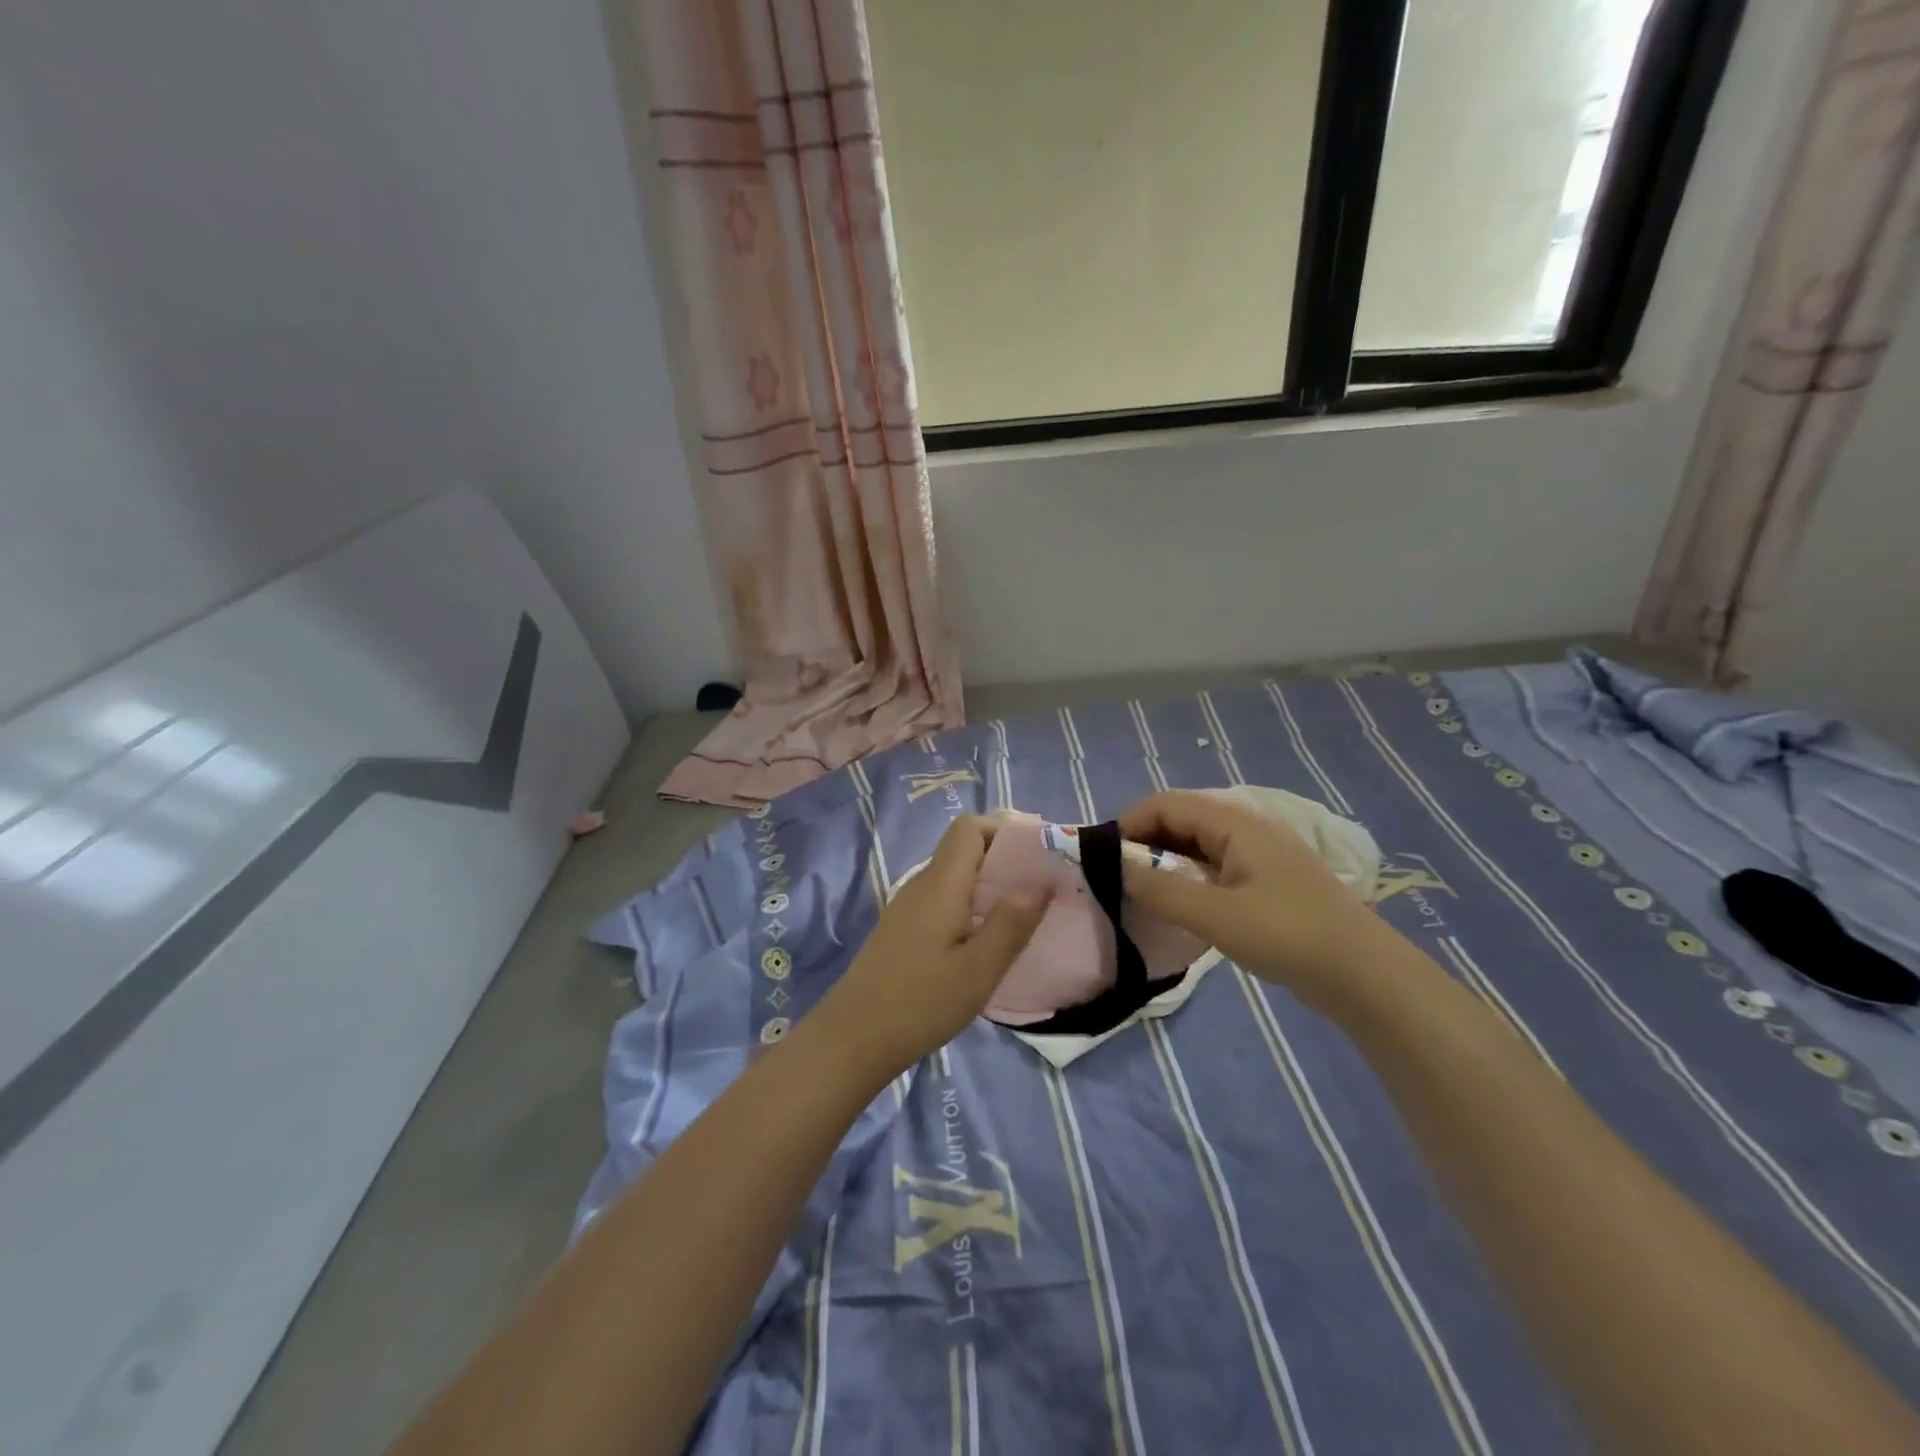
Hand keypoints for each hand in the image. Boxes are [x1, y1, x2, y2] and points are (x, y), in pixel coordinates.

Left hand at [811, 815, 1048, 1079]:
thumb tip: (1042, 879)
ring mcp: (910, 907)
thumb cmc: (920, 1003)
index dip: (1005, 829)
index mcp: (941, 884)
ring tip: (1025, 910)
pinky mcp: (905, 929)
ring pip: (955, 875)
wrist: (853, 1039)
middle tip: (1043, 883)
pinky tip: (988, 937)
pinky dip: (972, 903)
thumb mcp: (978, 970)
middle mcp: (923, 885)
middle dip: (1005, 856)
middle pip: (964, 848)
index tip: (1040, 852)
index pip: (970, 827)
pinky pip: (945, 898)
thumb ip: (1011, 923)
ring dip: (990, 882)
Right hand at [1118, 790, 1392, 1017]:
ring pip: (1196, 844)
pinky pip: (1213, 866)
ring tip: (1141, 894)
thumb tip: (1115, 868)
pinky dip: (1187, 877)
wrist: (1364, 975)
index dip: (1129, 823)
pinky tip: (1179, 905)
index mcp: (1234, 823)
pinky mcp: (1266, 882)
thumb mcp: (1215, 915)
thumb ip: (1160, 890)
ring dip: (1165, 862)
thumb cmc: (1287, 935)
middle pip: (1180, 820)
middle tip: (1118, 879)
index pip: (1166, 804)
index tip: (1103, 858)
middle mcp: (1245, 828)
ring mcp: (1258, 855)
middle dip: (1144, 843)